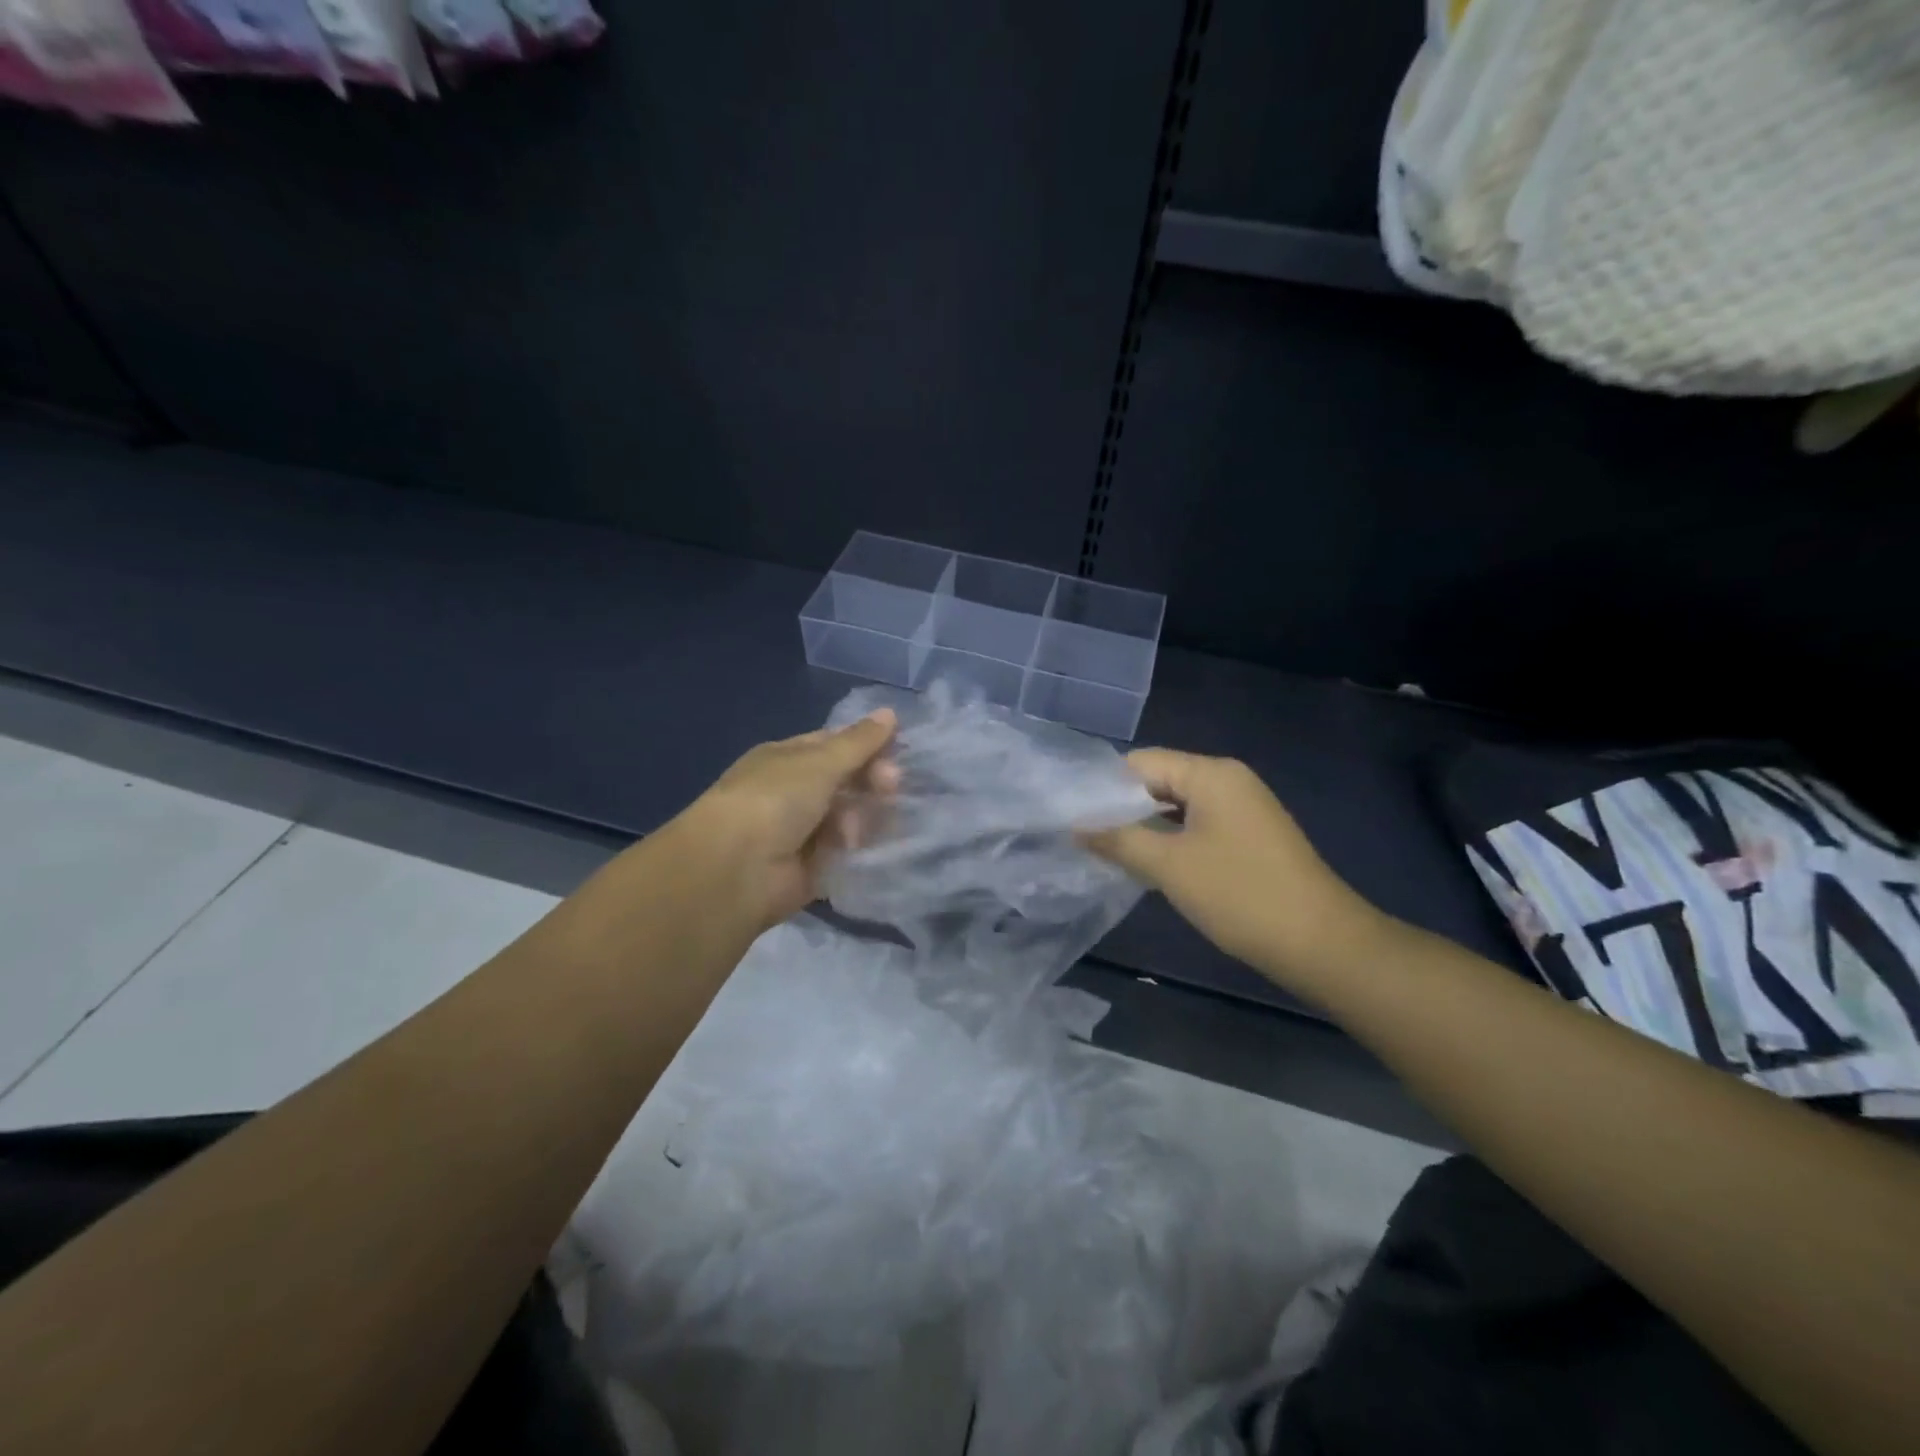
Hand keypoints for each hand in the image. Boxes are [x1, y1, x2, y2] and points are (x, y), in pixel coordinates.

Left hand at [667, 709, 900, 931]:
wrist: (736, 869)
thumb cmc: (775, 800)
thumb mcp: (820, 761)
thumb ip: (859, 742)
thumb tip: (890, 713)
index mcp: (787, 758)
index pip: (834, 745)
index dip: (867, 747)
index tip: (896, 753)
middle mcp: (792, 792)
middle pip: (845, 783)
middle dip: (870, 784)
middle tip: (889, 789)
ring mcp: (800, 832)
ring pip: (848, 819)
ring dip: (861, 820)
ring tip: (857, 830)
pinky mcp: (810, 869)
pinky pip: (844, 855)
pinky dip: (856, 853)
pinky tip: (862, 851)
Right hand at [1085, 749, 1381, 990]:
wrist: (1322, 943)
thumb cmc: (1240, 895)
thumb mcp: (1169, 866)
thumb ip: (1118, 840)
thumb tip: (1076, 826)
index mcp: (1211, 773)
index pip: (1140, 763)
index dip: (1104, 788)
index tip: (1074, 817)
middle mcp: (1228, 779)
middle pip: (1159, 780)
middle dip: (1123, 809)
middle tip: (1086, 839)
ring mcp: (1243, 807)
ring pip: (1177, 806)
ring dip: (1146, 827)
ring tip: (1109, 853)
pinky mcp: (1251, 835)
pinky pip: (1198, 824)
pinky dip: (1172, 839)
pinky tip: (1151, 864)